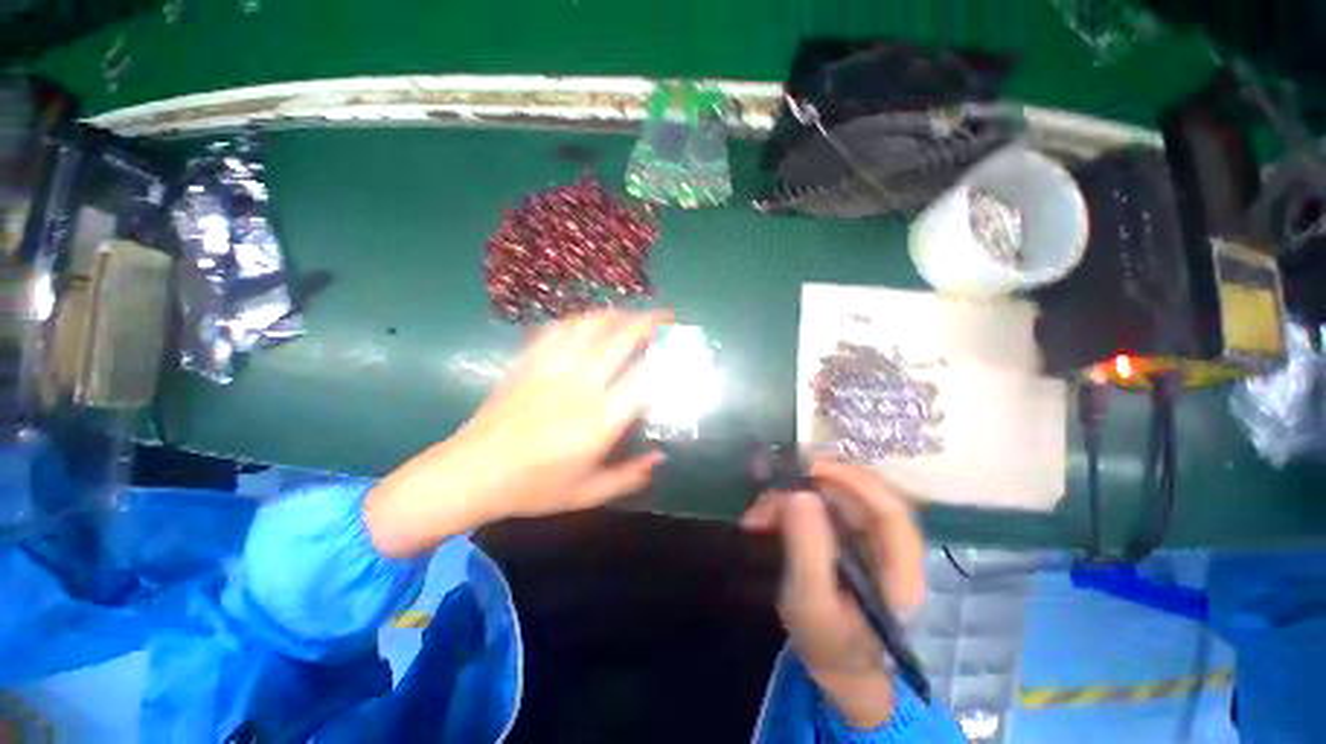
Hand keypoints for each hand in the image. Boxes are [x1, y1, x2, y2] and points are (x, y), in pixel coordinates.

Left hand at [365, 310, 670, 556]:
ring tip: (631, 314)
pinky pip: (557, 330)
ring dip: (616, 314)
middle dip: (648, 322)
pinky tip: (588, 322)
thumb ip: (629, 476)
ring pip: (589, 326)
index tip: (680, 352)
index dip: (667, 360)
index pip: (644, 379)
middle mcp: (579, 387)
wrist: (470, 474)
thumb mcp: (588, 493)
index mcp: (598, 421)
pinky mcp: (528, 363)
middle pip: (620, 339)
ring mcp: (551, 370)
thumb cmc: (532, 489)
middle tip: (665, 317)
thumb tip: (660, 457)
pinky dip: (579, 320)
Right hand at [740, 459, 925, 728]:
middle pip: (859, 495)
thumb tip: (799, 494)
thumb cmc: (829, 644)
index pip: (890, 510)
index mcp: (901, 569)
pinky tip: (765, 518)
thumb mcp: (811, 604)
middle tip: (771, 488)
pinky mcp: (849, 536)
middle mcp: (891, 545)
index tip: (810, 467)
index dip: (853, 481)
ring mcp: (869, 538)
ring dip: (793, 497)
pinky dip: (790, 507)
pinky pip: (821, 507)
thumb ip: (807, 551)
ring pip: (835, 497)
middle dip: (810, 486)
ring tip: (757, 514)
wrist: (837, 666)